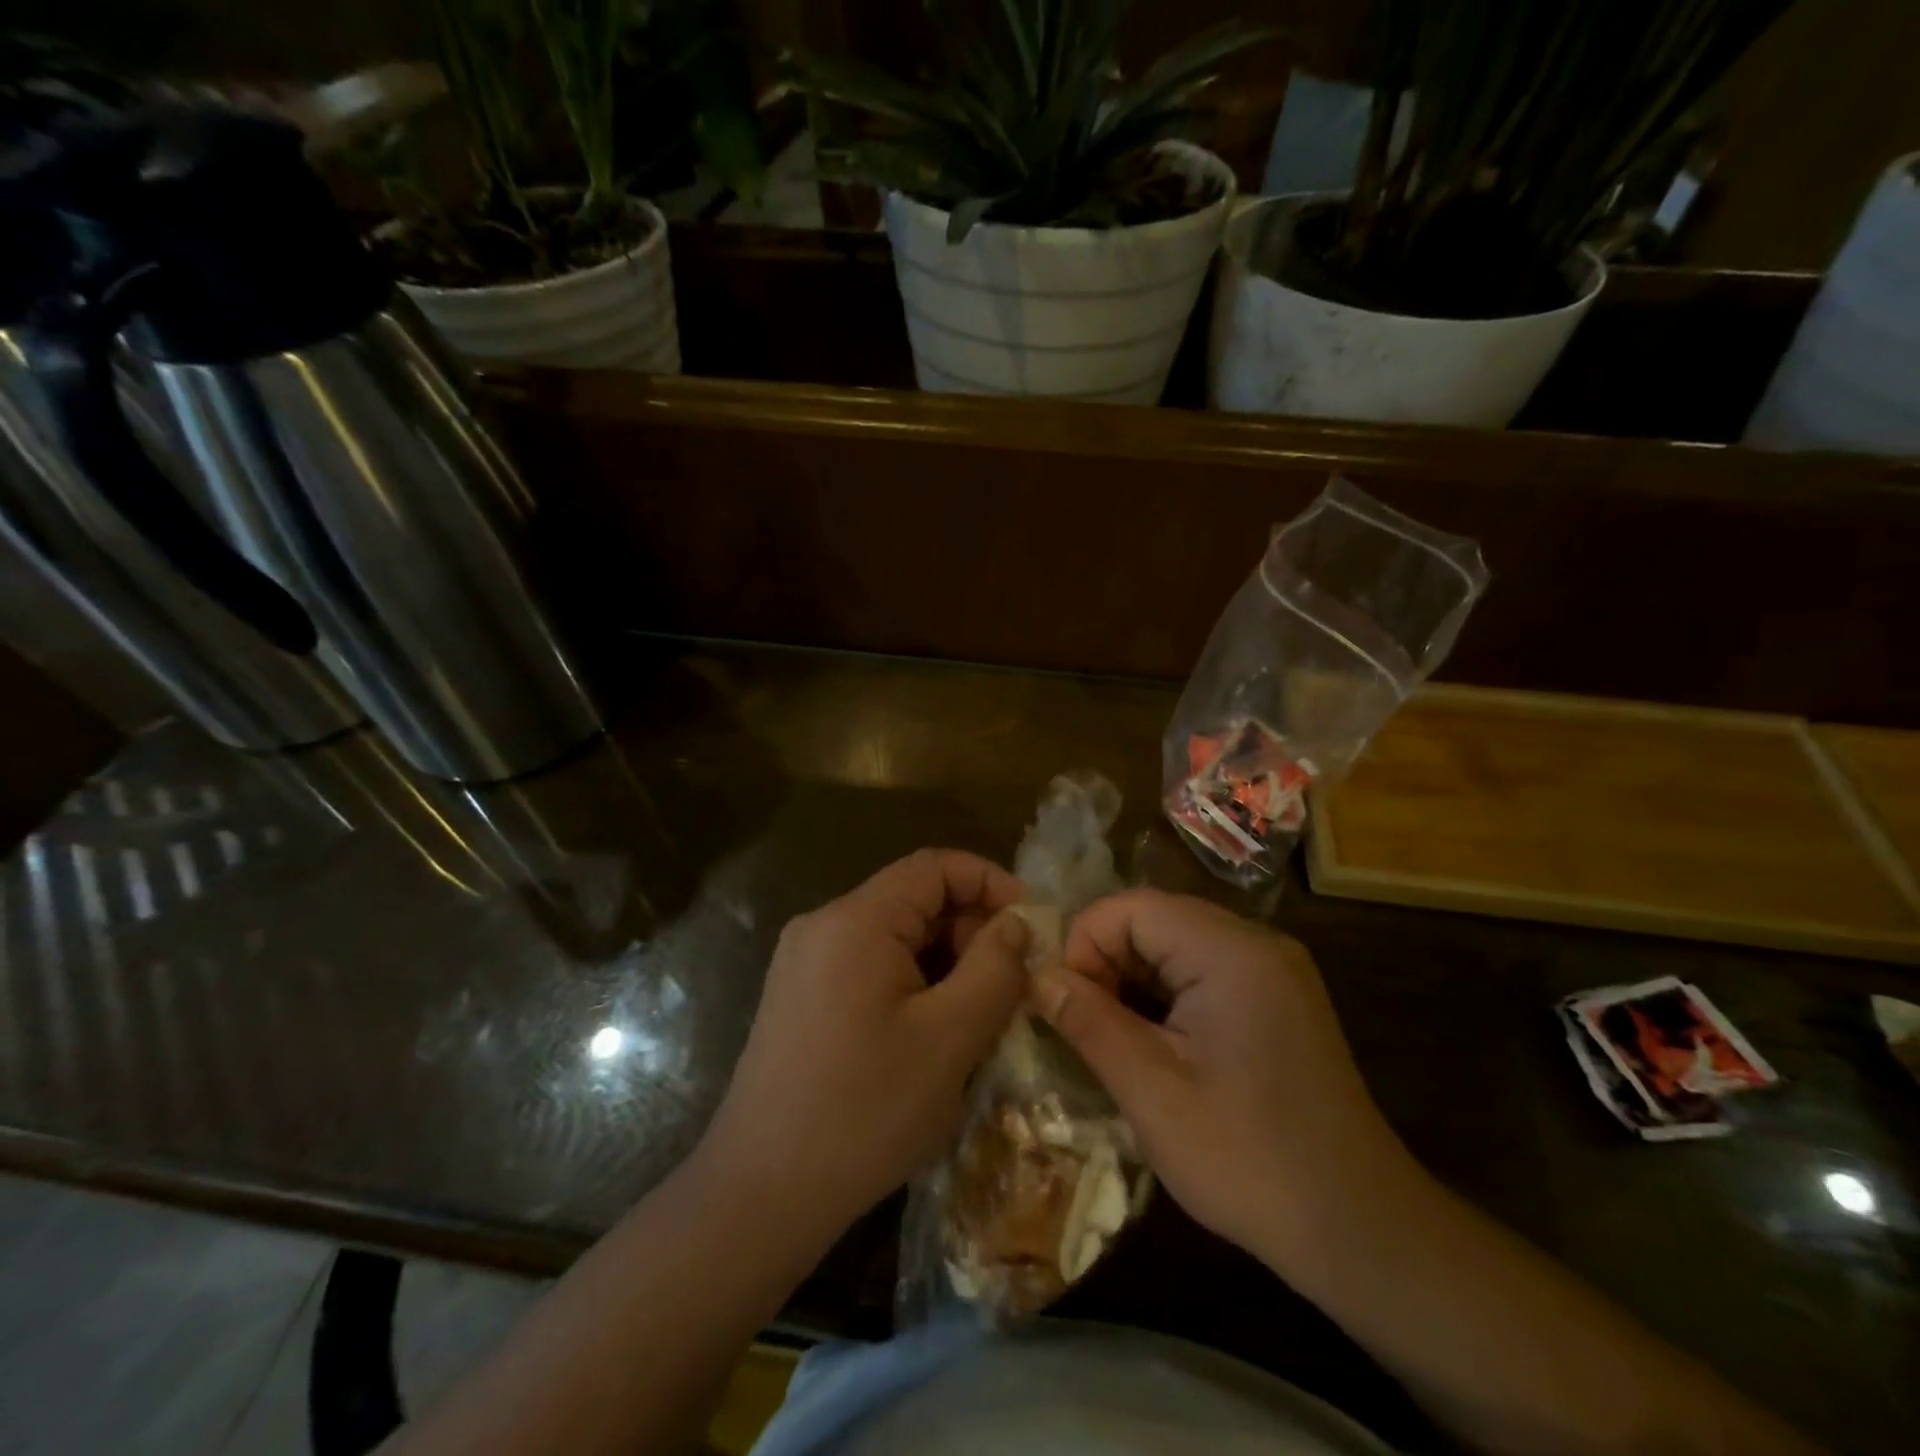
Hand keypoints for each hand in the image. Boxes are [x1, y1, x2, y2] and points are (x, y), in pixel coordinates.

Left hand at [695, 849, 1029, 1244]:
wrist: (760, 1194)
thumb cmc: (864, 1111)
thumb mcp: (949, 1037)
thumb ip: (994, 968)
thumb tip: (1016, 923)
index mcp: (856, 919)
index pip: (934, 867)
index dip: (990, 882)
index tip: (1031, 925)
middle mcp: (823, 925)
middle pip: (914, 900)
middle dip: (970, 930)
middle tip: (1011, 984)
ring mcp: (805, 961)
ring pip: (895, 937)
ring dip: (945, 962)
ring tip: (980, 1015)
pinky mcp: (800, 996)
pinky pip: (870, 967)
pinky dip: (913, 984)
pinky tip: (934, 1034)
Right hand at [1034, 889, 1420, 1271]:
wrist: (1360, 1232)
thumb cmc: (1248, 1160)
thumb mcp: (1151, 1090)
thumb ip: (1088, 1020)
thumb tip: (1036, 973)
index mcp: (1231, 951)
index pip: (1131, 907)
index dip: (1084, 944)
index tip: (1063, 1003)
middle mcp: (1257, 944)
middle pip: (1154, 920)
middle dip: (1105, 962)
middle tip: (1081, 1024)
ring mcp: (1274, 971)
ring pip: (1176, 945)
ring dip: (1132, 981)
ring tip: (1110, 1038)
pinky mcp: (1278, 1000)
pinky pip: (1204, 972)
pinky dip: (1166, 996)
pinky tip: (1153, 1045)